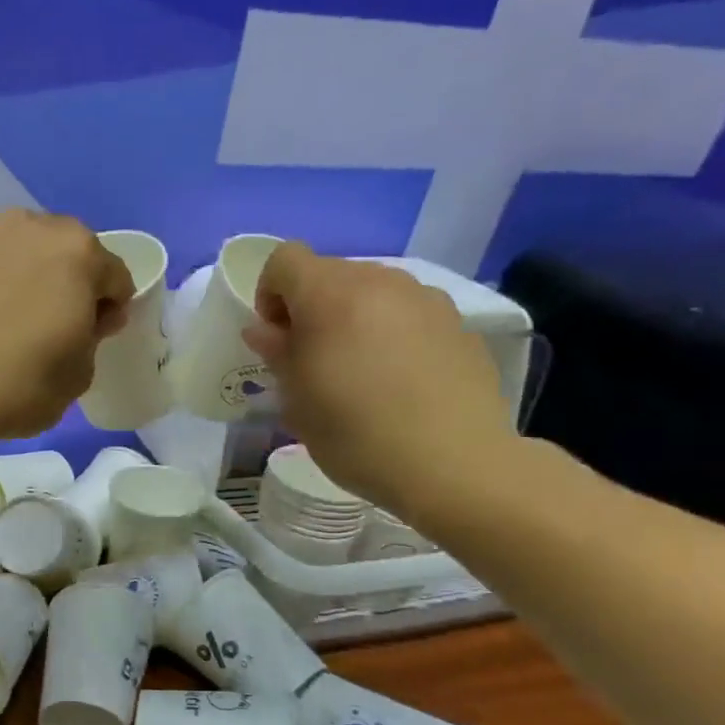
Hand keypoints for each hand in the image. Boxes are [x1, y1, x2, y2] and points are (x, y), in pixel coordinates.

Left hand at [0, 209, 132, 443]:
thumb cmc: (16, 385)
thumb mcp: (78, 377)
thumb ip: (93, 337)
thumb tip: (85, 318)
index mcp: (77, 251)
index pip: (115, 276)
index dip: (110, 311)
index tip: (91, 340)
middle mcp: (29, 227)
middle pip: (67, 254)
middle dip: (69, 285)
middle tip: (52, 330)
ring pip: (21, 254)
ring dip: (26, 280)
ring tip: (7, 325)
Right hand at [244, 244, 520, 521]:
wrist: (453, 464)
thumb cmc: (355, 433)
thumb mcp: (297, 400)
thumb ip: (277, 353)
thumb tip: (265, 329)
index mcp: (330, 294)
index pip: (284, 260)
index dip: (270, 294)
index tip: (278, 339)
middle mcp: (379, 281)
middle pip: (330, 273)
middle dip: (312, 308)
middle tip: (315, 361)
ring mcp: (425, 299)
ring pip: (373, 292)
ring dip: (354, 318)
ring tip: (361, 372)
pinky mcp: (459, 323)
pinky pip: (409, 314)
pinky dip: (393, 334)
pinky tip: (401, 382)